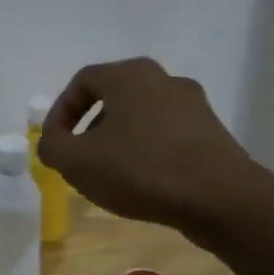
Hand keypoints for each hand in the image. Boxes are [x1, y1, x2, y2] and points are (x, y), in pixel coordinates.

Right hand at [38, 58, 265, 236]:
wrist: (221, 199)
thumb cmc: (140, 170)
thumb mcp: (75, 161)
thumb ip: (52, 146)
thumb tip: (53, 142)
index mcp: (130, 75)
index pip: (82, 82)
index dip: (60, 112)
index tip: (54, 143)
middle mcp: (164, 80)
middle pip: (113, 97)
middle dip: (89, 128)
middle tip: (79, 157)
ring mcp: (194, 105)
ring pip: (140, 117)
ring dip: (117, 141)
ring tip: (109, 174)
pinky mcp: (212, 133)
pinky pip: (166, 136)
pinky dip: (146, 152)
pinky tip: (141, 182)